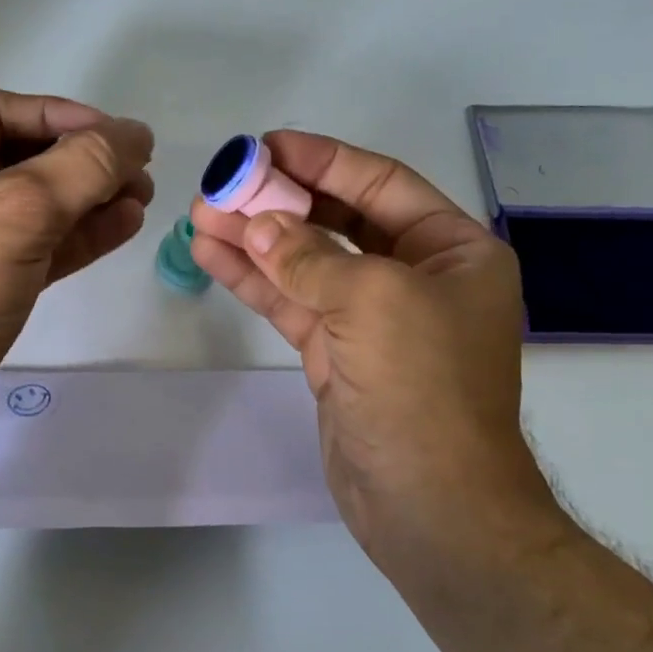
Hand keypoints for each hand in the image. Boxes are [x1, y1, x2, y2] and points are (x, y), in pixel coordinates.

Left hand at [0, 89, 153, 469]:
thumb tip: (135, 134)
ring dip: (88, 200)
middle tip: (139, 173)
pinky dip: (76, 237)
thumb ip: (84, 165)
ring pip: (33, 208)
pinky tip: (121, 228)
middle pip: (20, 158)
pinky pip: (33, 248)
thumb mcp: (19, 211)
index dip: (61, 116)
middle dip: (82, 163)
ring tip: (142, 200)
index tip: (117, 136)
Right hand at [190, 131, 559, 575]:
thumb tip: (259, 224)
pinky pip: (292, 303)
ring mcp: (372, 319)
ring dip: (255, 239)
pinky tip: (212, 256)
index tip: (265, 146)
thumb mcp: (373, 301)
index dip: (321, 160)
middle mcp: (415, 277)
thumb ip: (310, 257)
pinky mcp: (336, 355)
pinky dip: (254, 280)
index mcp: (452, 251)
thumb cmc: (423, 387)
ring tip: (200, 216)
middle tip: (222, 184)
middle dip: (279, 202)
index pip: (379, 185)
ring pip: (306, 263)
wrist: (431, 506)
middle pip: (337, 220)